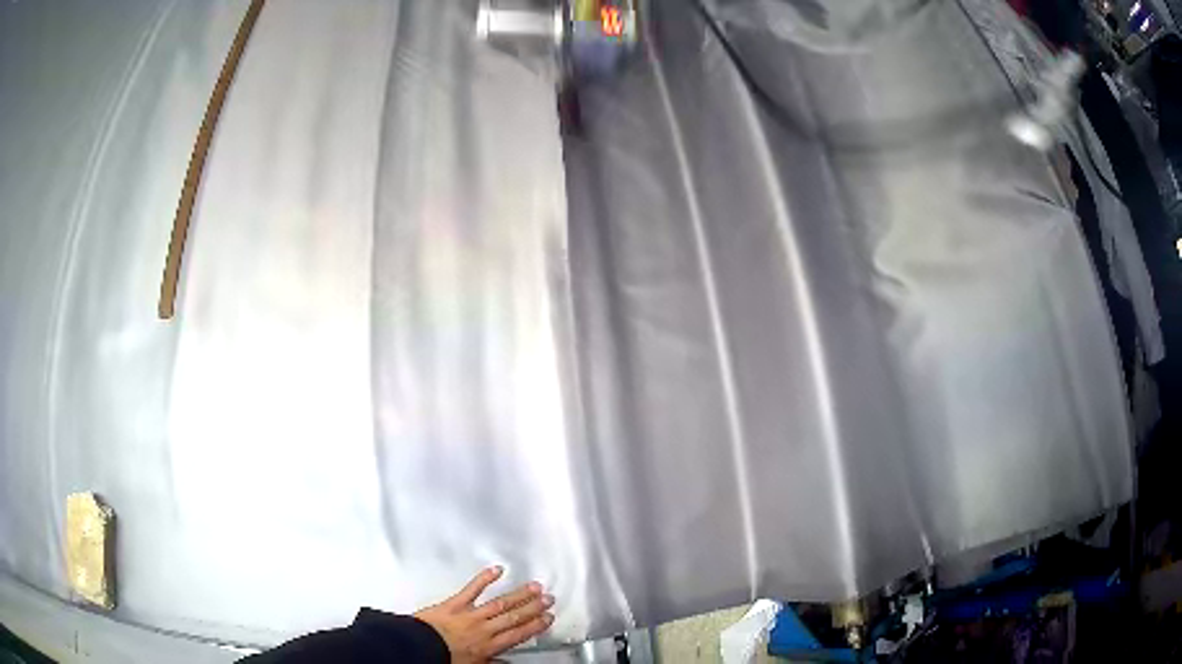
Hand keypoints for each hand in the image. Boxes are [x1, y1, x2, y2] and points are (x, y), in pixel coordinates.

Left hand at [414, 566, 554, 662]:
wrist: (419, 648)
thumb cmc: (443, 659)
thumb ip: (492, 662)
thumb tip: (508, 662)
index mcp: (489, 646)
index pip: (518, 634)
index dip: (535, 625)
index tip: (548, 618)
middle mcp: (484, 629)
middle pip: (513, 617)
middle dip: (533, 607)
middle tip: (548, 598)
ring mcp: (470, 615)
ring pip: (499, 603)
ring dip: (518, 594)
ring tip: (534, 586)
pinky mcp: (454, 603)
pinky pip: (472, 589)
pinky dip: (484, 579)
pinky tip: (497, 570)